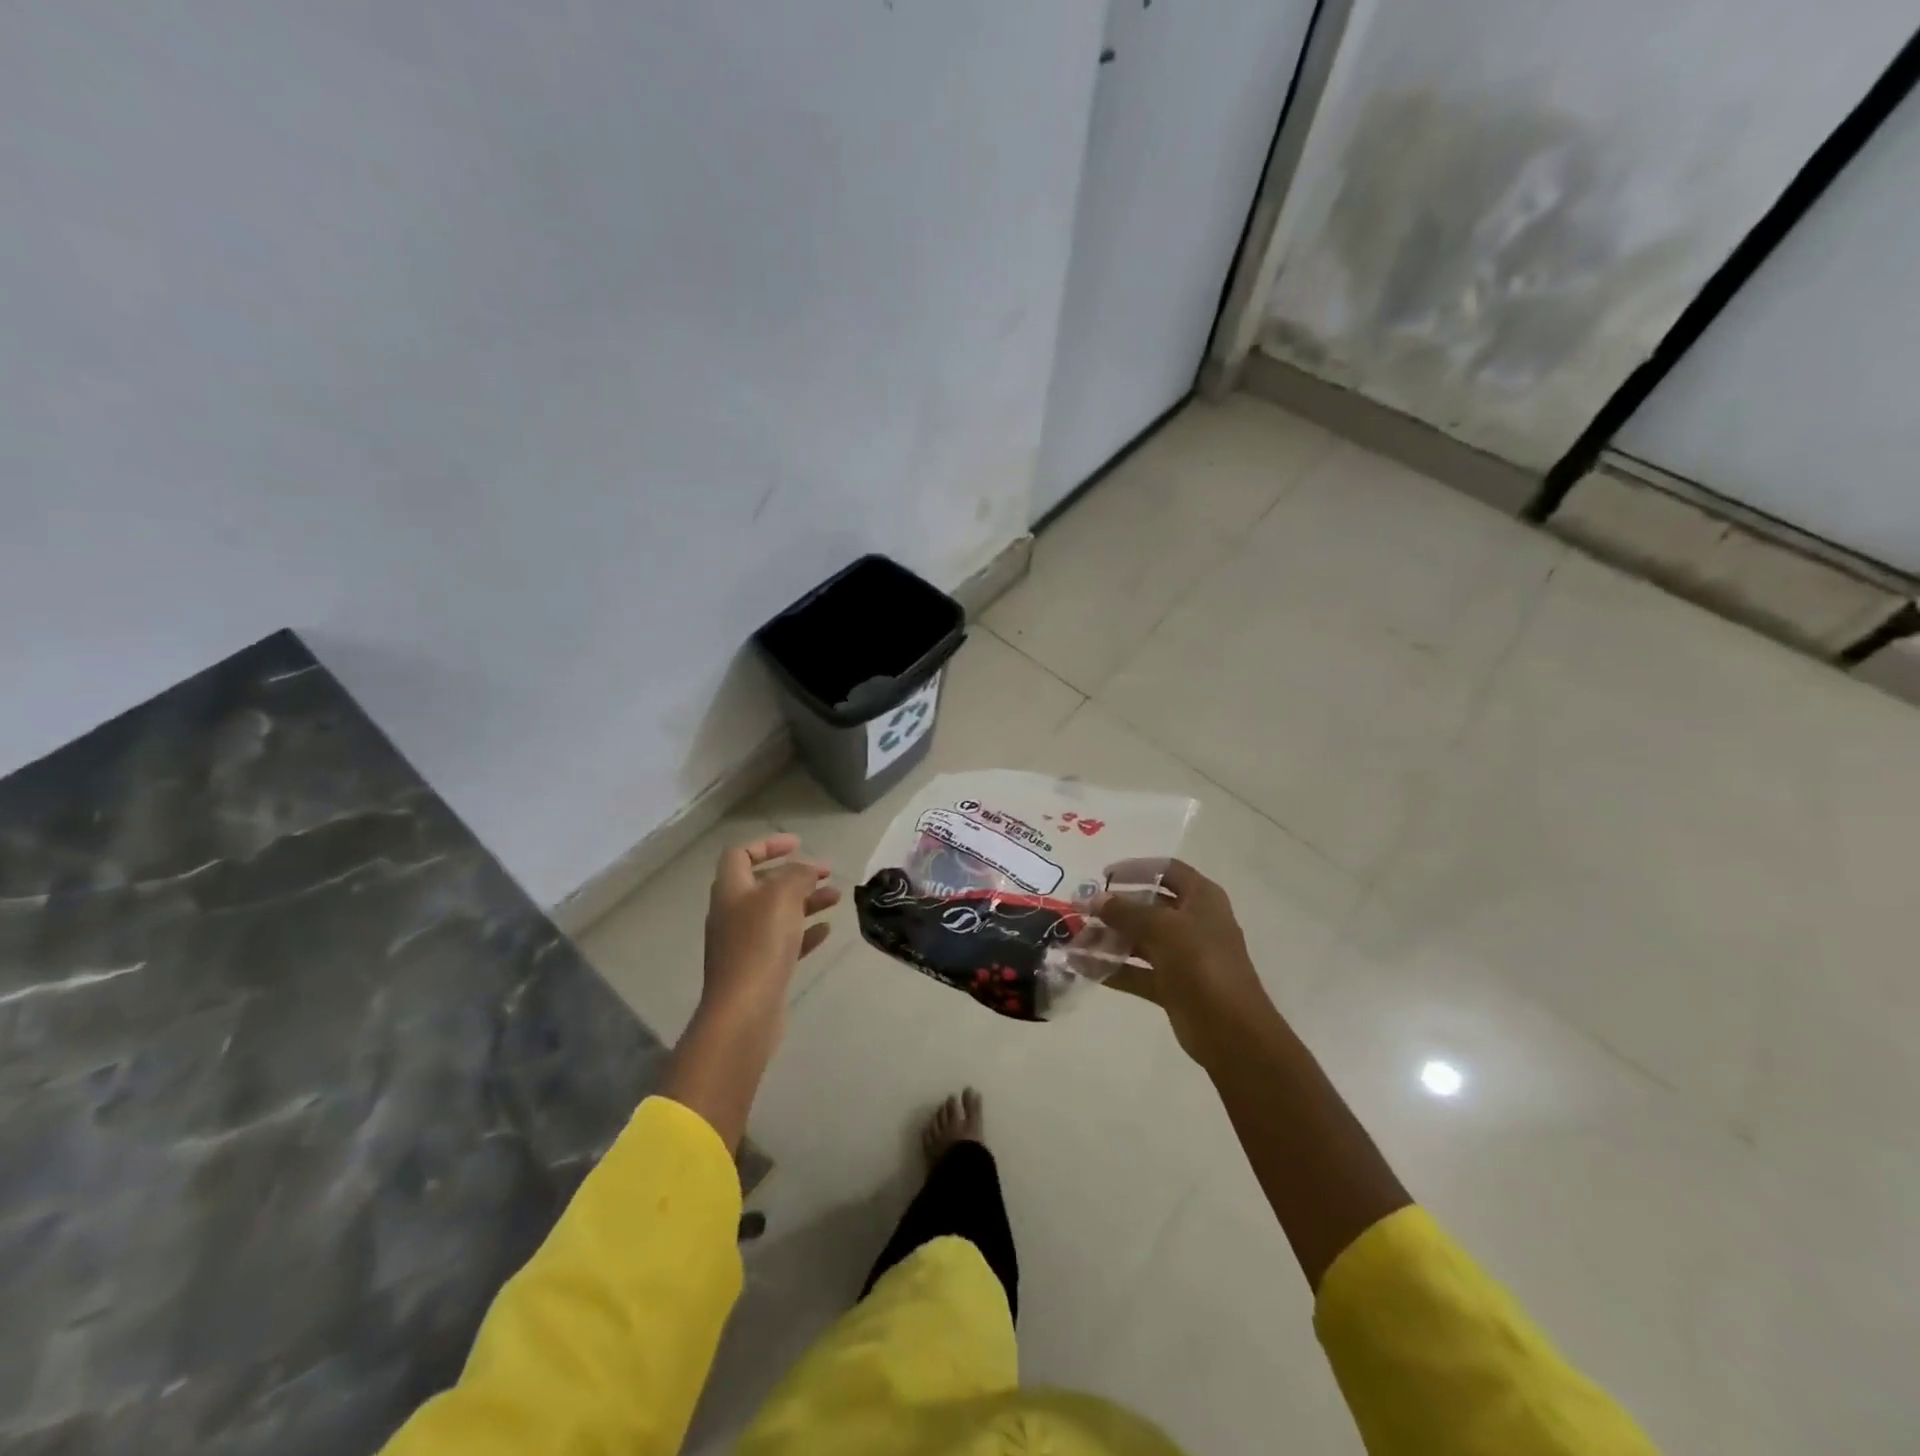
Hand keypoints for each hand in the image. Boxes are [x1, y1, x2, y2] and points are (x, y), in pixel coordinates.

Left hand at [702, 833, 839, 1021]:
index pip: (740, 855)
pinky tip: (826, 931)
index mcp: (731, 890)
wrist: (744, 1011)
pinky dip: (804, 932)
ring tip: (836, 898)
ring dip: (806, 901)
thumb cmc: (760, 944)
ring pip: (778, 913)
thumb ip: (797, 874)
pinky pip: (783, 942)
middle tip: (826, 873)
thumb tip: (805, 869)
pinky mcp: (759, 969)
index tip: (799, 845)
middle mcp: (733, 914)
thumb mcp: (782, 896)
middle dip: (796, 875)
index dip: (768, 844)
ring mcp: (744, 944)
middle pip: (764, 884)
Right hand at [1093, 859, 1271, 1064]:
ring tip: (1075, 941)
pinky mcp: (1172, 985)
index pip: (1167, 871)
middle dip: (1114, 908)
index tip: (1104, 875)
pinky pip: (1137, 970)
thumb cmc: (1201, 963)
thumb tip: (1094, 899)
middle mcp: (1193, 922)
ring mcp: (1183, 955)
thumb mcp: (1161, 928)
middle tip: (1081, 911)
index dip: (1136, 869)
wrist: (1230, 1030)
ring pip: (1140, 940)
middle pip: (1149, 906)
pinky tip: (1082, 967)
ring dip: (1108, 939)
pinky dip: (1112, 968)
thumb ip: (1124, 911)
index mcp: (1201, 898)